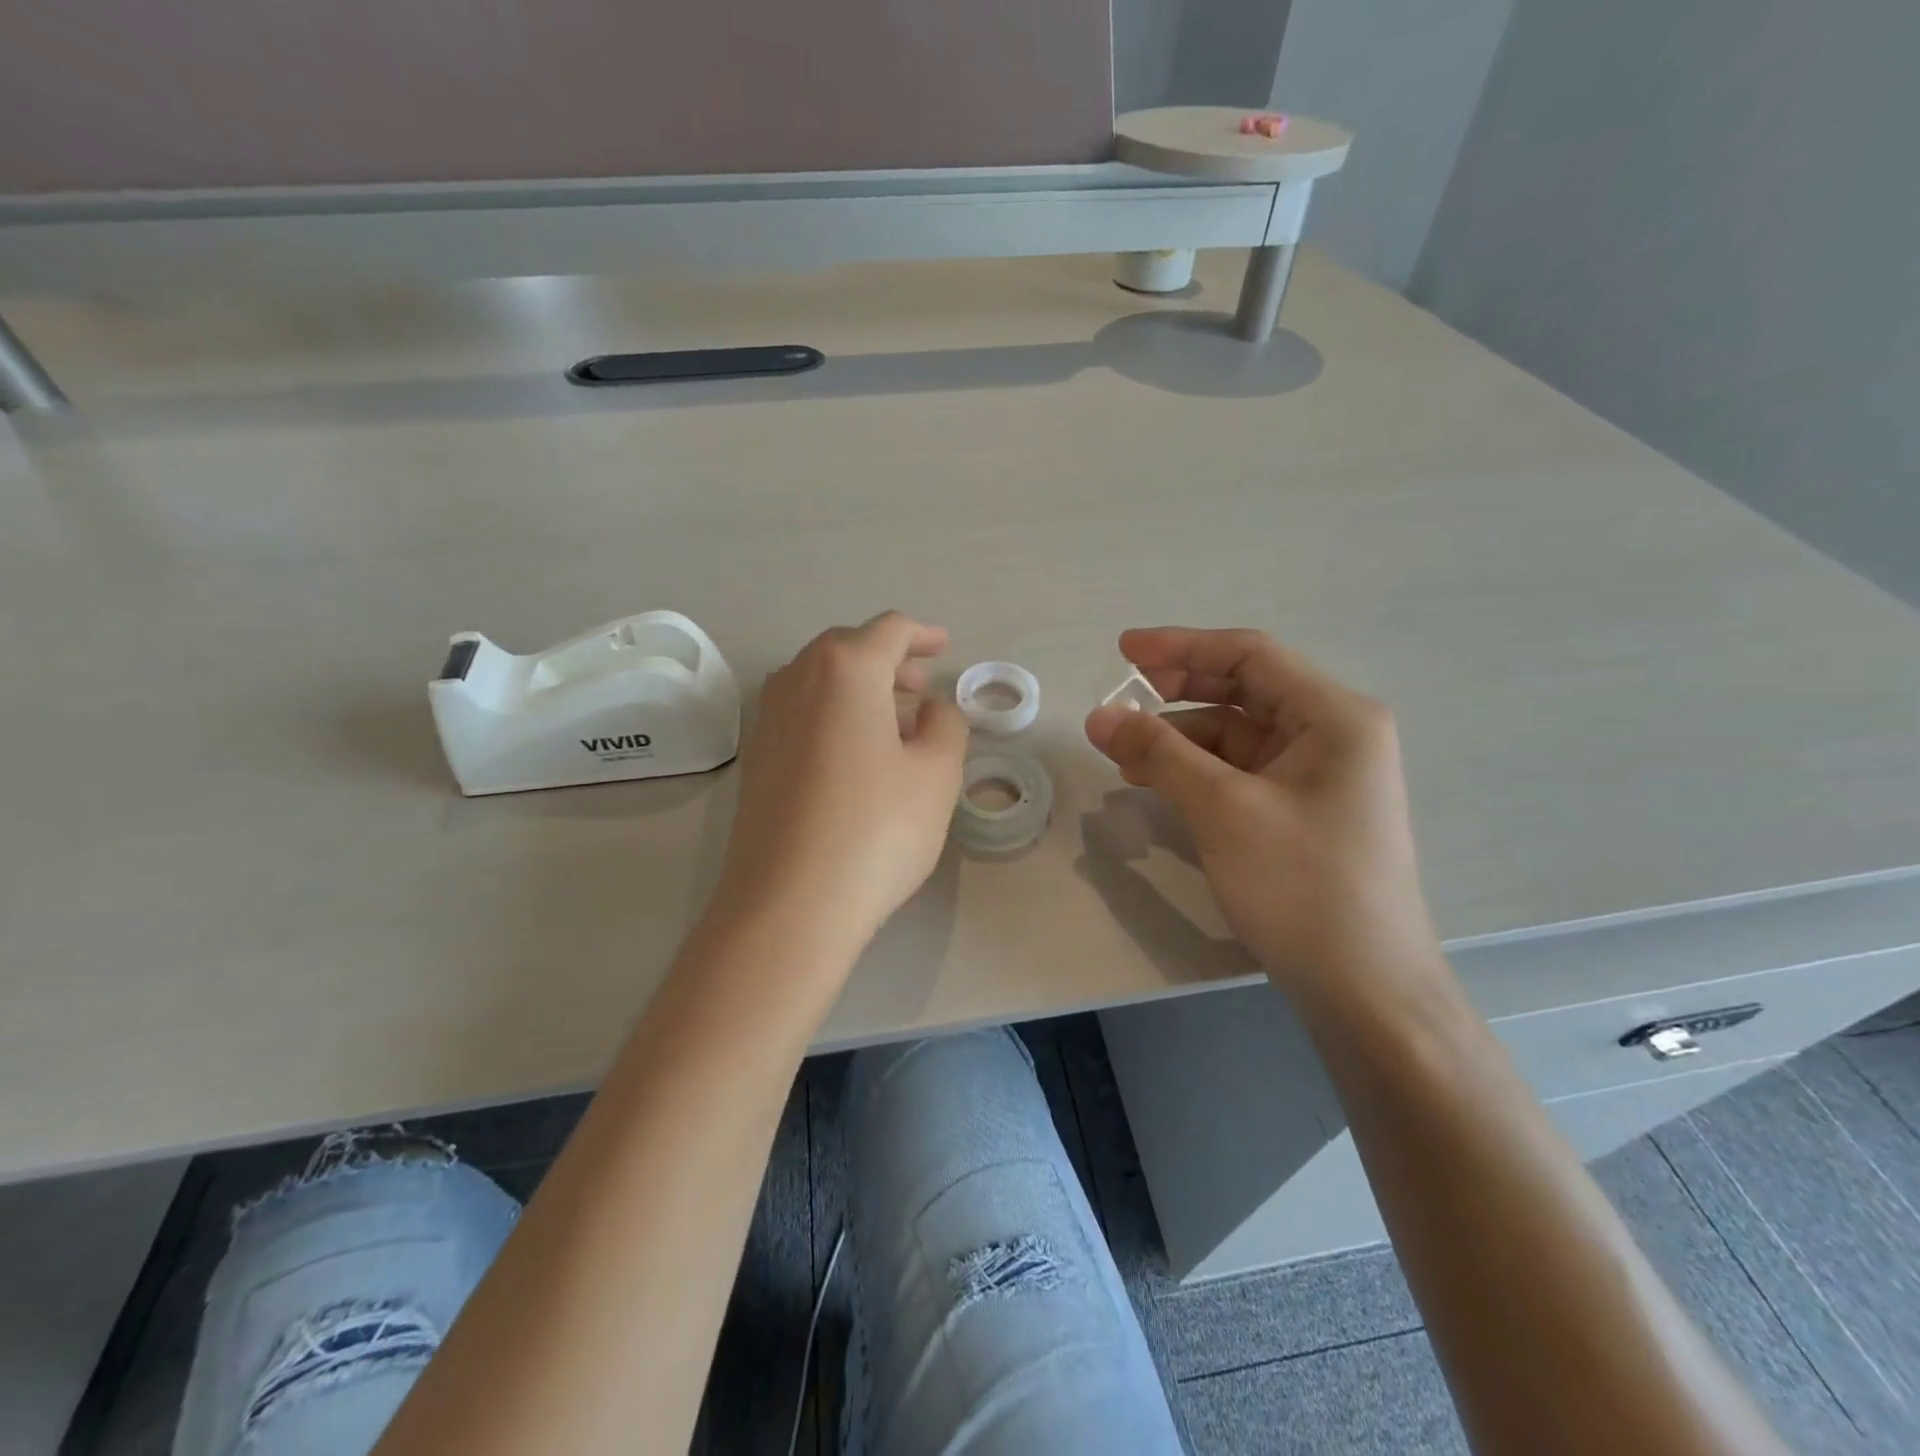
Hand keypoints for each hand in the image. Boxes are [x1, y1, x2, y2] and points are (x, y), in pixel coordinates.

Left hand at [712, 612, 967, 958]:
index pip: (888, 631)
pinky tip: (855, 754)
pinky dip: (833, 714)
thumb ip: (945, 726)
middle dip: (889, 660)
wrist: (789, 903)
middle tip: (921, 686)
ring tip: (894, 721)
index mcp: (846, 670)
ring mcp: (768, 719)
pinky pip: (801, 713)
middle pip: (847, 650)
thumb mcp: (936, 774)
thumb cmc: (877, 829)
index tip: (943, 647)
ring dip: (859, 688)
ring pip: (820, 681)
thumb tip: (931, 709)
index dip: (922, 634)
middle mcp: (797, 680)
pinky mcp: (756, 758)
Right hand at [1085, 627, 1442, 1009]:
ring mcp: (1319, 775)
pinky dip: (1197, 771)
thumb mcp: (1223, 809)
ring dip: (1179, 738)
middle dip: (1177, 692)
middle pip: (1243, 690)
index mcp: (1334, 715)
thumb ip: (1159, 753)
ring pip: (1236, 734)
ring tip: (1123, 755)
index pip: (1250, 656)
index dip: (1181, 647)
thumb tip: (1098, 715)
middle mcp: (1333, 733)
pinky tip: (1157, 783)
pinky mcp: (1302, 810)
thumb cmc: (1302, 886)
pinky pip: (1240, 771)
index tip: (1121, 651)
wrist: (1365, 990)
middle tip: (1118, 701)